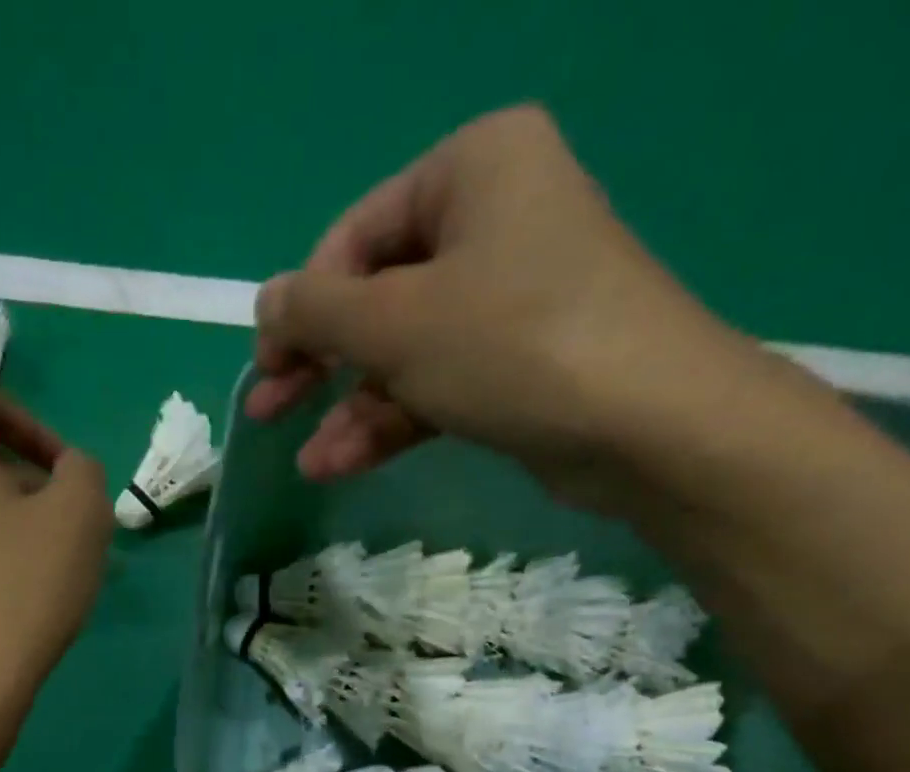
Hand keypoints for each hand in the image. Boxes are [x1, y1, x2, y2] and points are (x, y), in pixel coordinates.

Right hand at [248, 104, 757, 503]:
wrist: (644, 424)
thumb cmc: (510, 344)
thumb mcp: (394, 322)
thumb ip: (316, 311)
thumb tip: (265, 303)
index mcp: (472, 169)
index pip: (356, 235)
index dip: (303, 305)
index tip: (267, 366)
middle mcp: (493, 219)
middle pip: (376, 296)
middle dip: (320, 365)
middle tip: (268, 410)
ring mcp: (508, 295)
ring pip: (403, 351)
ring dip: (351, 409)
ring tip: (312, 462)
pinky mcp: (517, 361)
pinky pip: (436, 381)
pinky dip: (391, 420)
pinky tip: (343, 464)